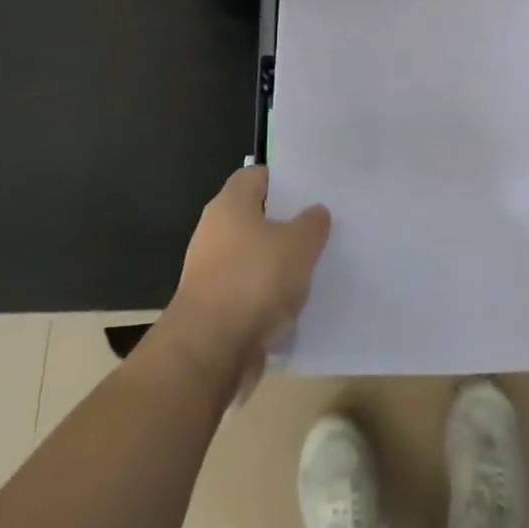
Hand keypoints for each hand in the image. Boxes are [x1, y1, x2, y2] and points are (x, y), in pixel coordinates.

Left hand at [163, 167, 330, 389]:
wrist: (209, 351)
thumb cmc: (254, 281)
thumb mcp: (299, 244)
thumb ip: (312, 223)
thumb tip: (315, 212)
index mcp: (230, 203)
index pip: (258, 176)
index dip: (285, 181)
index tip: (312, 193)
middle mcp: (214, 230)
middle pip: (255, 217)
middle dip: (285, 225)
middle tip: (319, 231)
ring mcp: (210, 270)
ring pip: (252, 257)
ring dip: (277, 265)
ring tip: (312, 270)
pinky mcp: (212, 307)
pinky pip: (247, 291)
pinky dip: (266, 297)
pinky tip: (292, 306)